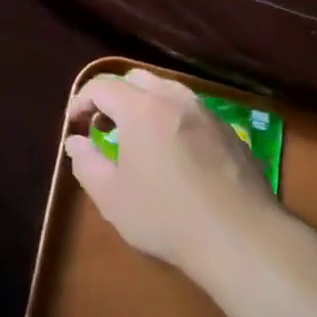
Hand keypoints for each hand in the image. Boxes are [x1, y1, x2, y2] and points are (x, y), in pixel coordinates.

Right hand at [64, 69, 276, 278]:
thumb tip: (76, 142)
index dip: (82, 101)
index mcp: (141, 108)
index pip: (102, 86)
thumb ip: (86, 163)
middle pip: (136, 79)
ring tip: (139, 138)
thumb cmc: (166, 216)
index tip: (75, 125)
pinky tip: (175, 153)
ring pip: (168, 90)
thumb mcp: (112, 197)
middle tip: (105, 128)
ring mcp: (206, 112)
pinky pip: (192, 111)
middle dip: (114, 97)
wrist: (240, 237)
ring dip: (145, 105)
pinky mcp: (229, 131)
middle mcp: (174, 98)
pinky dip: (173, 118)